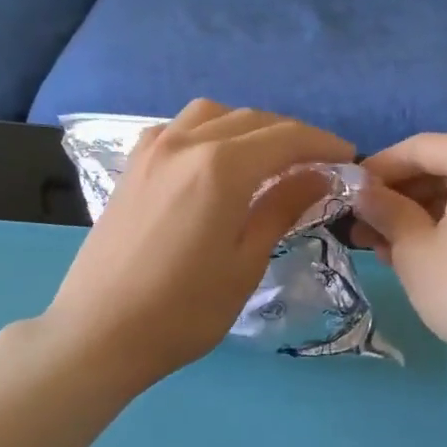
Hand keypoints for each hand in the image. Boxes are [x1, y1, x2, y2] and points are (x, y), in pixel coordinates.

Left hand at [41, 100, 352, 391]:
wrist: (98, 332)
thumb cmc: (183, 310)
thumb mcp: (245, 262)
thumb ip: (282, 208)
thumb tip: (319, 176)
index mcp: (220, 167)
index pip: (286, 137)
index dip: (322, 144)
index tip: (348, 157)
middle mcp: (186, 143)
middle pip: (252, 119)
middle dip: (292, 134)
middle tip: (318, 162)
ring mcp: (153, 149)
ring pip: (213, 113)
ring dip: (250, 126)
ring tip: (269, 157)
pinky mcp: (133, 165)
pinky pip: (180, 128)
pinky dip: (210, 131)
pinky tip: (216, 160)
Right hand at [354, 130, 446, 378]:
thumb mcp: (414, 249)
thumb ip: (384, 209)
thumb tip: (361, 191)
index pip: (417, 149)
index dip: (376, 171)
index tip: (346, 194)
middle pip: (442, 166)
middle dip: (399, 196)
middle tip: (361, 226)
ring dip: (421, 211)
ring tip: (382, 245)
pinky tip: (418, 249)